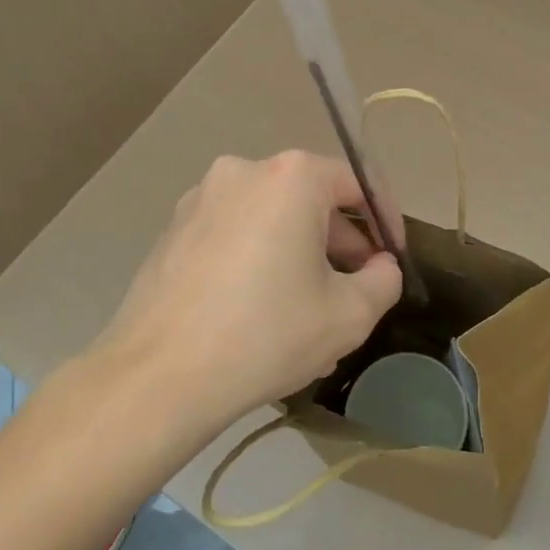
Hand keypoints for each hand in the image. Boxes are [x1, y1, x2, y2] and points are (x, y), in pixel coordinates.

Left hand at [97, 151, 404, 426]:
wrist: (157, 378)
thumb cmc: (266, 334)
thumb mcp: (349, 315)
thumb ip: (384, 281)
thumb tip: (380, 268)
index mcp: (291, 177)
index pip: (357, 184)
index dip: (384, 221)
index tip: (393, 260)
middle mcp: (244, 171)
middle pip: (311, 201)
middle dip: (341, 246)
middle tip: (354, 294)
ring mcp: (201, 199)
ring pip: (272, 221)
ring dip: (300, 259)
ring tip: (311, 317)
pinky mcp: (173, 230)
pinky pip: (236, 236)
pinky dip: (260, 262)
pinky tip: (263, 315)